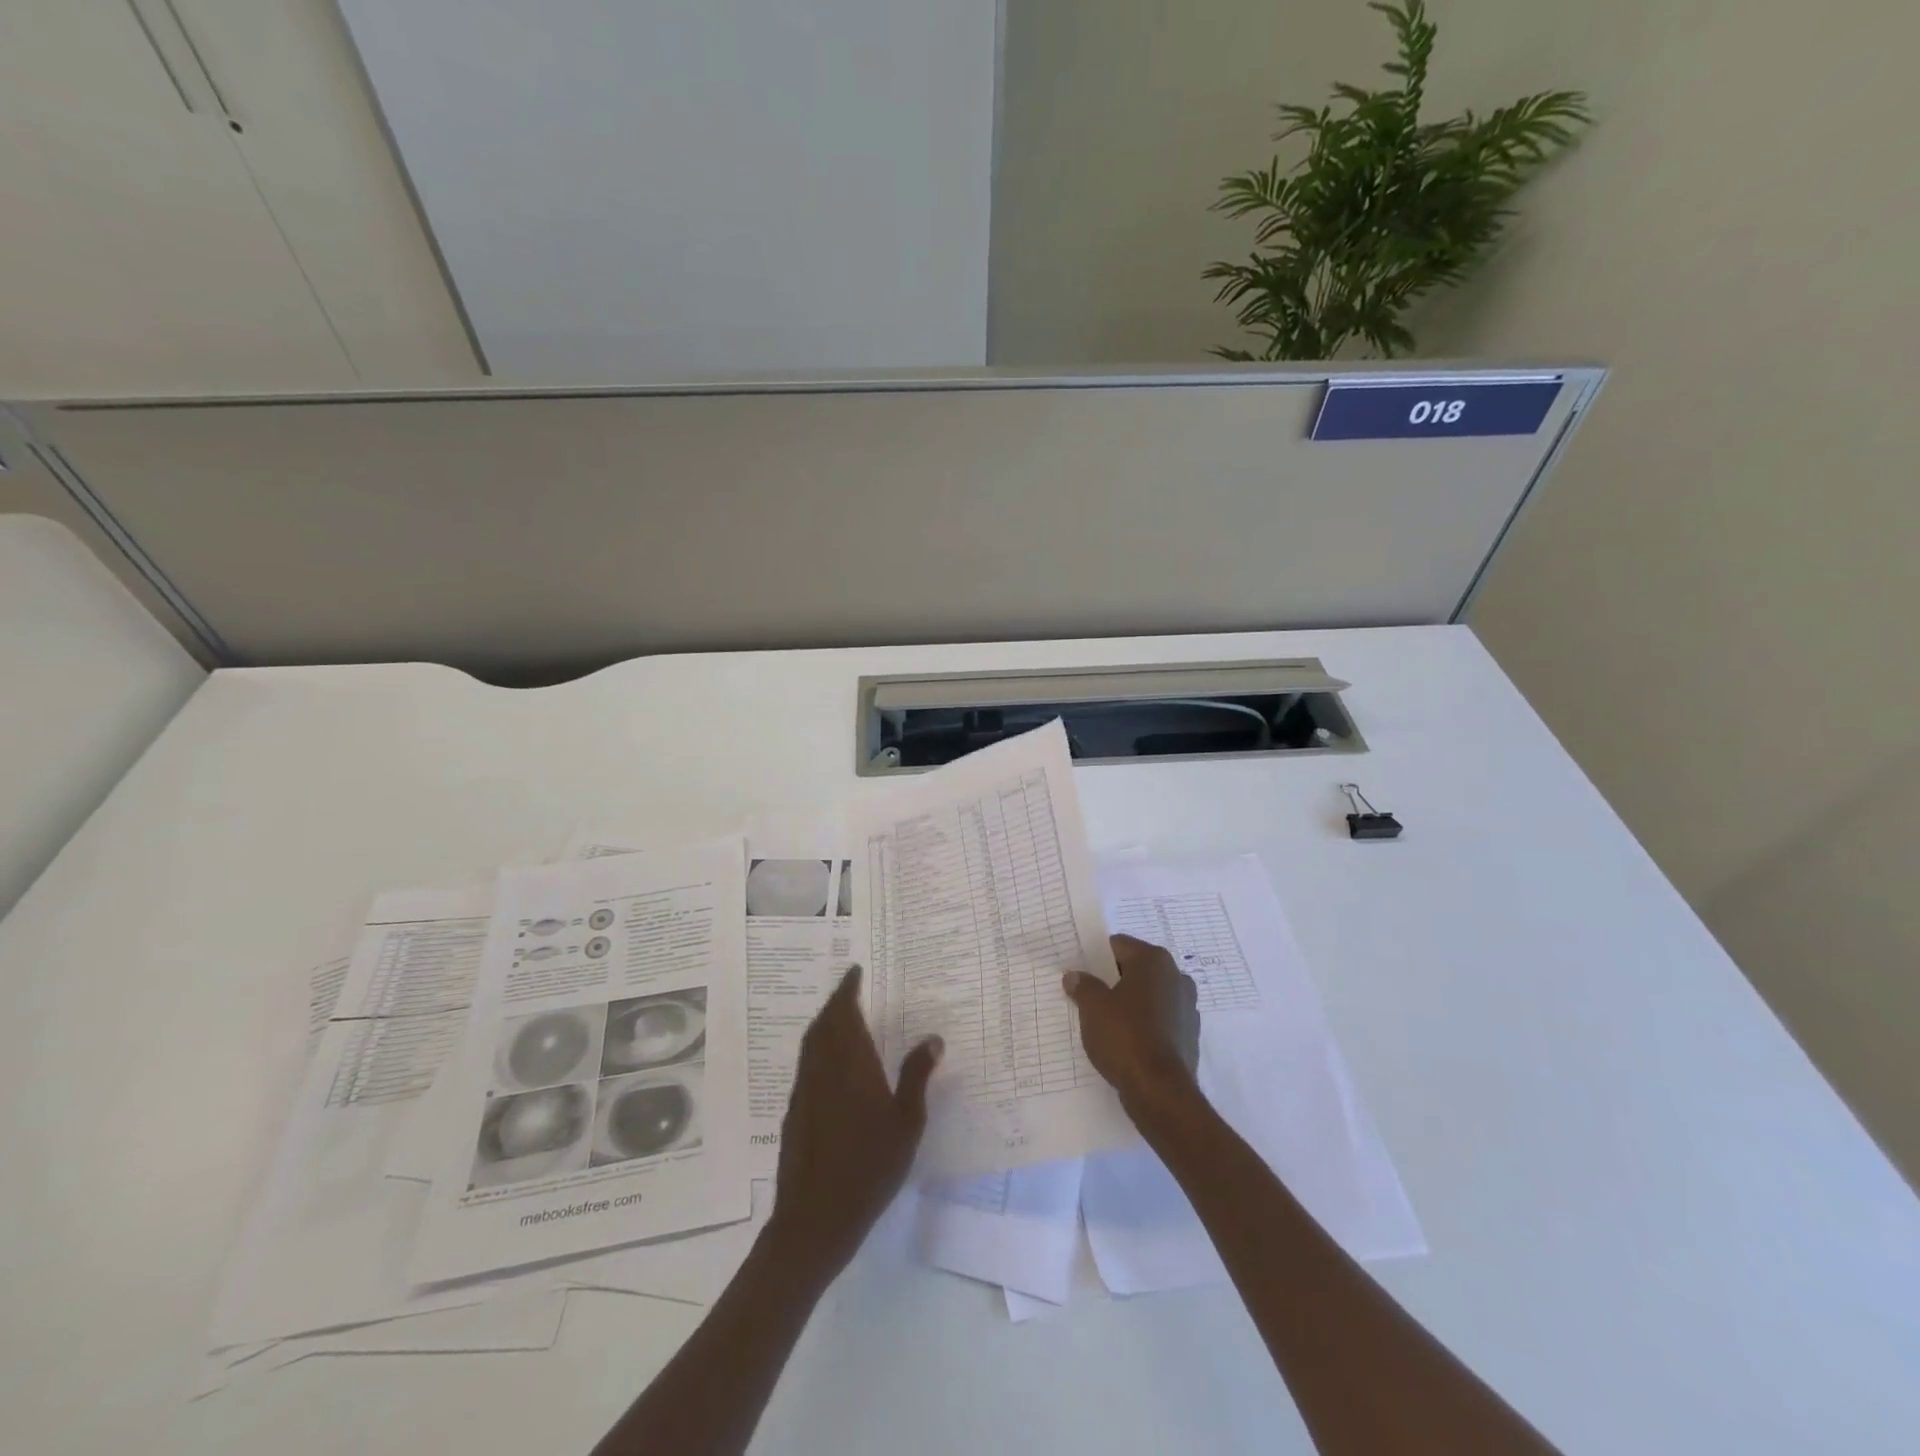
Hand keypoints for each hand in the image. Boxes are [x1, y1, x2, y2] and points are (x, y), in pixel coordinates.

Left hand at [767, 965, 941, 1279]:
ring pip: (811, 1043)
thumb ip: (917, 1077)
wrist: (815, 1218)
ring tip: (843, 1018)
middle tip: (851, 990)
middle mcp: (822, 1069)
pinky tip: (833, 1065)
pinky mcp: (795, 1112)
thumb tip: (932, 1038)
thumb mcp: (906, 1123)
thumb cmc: (869, 1167)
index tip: (855, 971)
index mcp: (850, 1064)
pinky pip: (807, 1064)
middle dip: (836, 1002)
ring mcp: (804, 1090)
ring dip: (825, 1023)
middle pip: (823, 1023)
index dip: (847, 989)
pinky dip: (818, 1049)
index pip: (843, 1013)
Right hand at [1064, 934, 1199, 1118]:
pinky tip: (1125, 1041)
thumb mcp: (1092, 1007)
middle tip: (1088, 995)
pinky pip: (1159, 1020)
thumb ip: (1083, 986)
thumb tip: (1074, 976)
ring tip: (1104, 1021)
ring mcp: (1187, 1007)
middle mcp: (1176, 976)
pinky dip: (1144, 1025)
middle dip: (1113, 981)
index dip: (1096, 957)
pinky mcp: (1189, 1035)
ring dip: (1130, 1003)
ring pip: (1149, 996)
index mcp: (1154, 961)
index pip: (1119, 946)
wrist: (1160, 1091)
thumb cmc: (1125, 1036)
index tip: (1080, 972)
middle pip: (1136, 970)